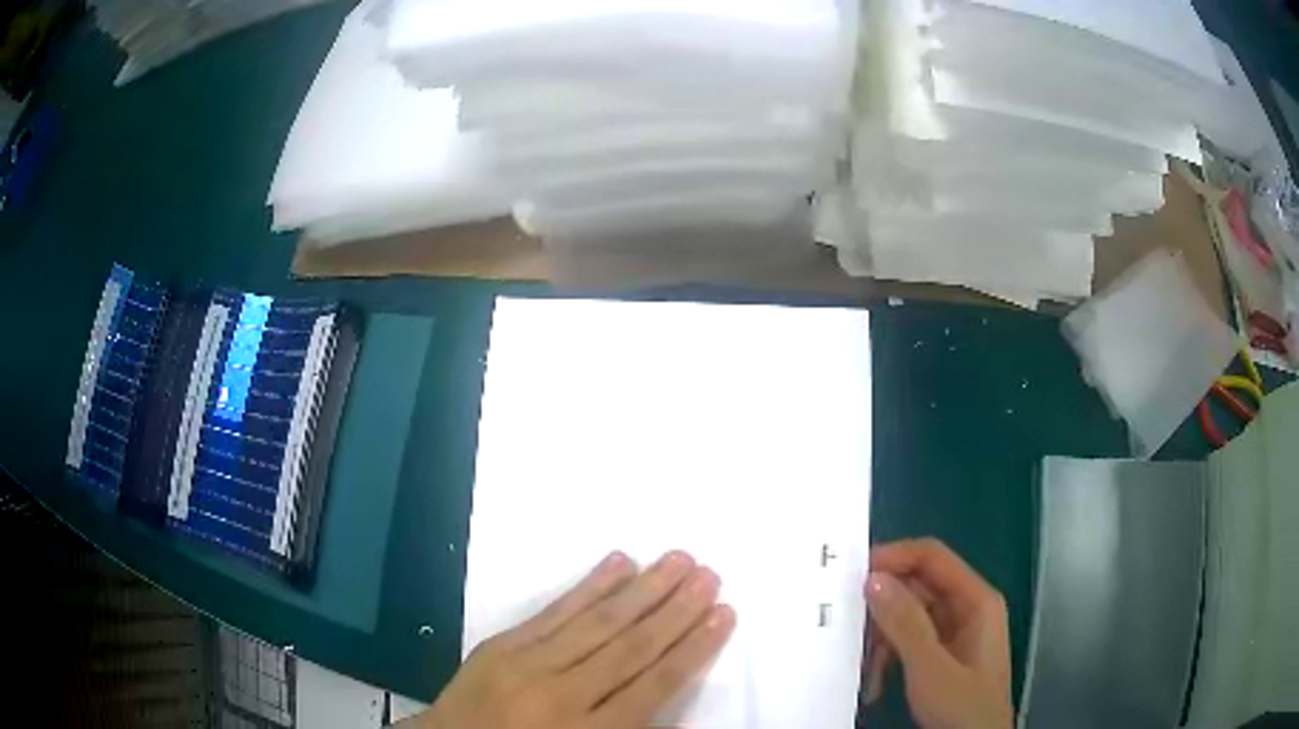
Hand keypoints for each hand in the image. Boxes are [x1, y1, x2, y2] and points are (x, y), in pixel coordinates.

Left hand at [412, 551, 735, 728]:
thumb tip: (686, 716)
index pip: (655, 685)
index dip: (694, 649)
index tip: (724, 614)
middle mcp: (563, 697)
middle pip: (632, 648)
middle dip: (676, 610)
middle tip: (709, 574)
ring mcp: (528, 666)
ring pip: (598, 622)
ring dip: (643, 589)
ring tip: (678, 559)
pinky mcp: (501, 645)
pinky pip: (553, 612)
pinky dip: (588, 587)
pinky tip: (617, 563)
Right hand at [863, 538, 1012, 728]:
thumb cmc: (962, 707)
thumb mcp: (930, 668)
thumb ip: (904, 623)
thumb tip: (872, 578)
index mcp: (976, 600)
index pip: (932, 557)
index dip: (894, 558)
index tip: (852, 577)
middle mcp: (966, 608)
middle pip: (917, 586)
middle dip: (882, 607)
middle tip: (848, 627)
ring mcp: (954, 632)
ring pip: (908, 615)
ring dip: (881, 638)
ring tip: (863, 668)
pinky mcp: (942, 654)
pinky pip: (908, 640)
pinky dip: (888, 656)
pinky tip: (874, 683)